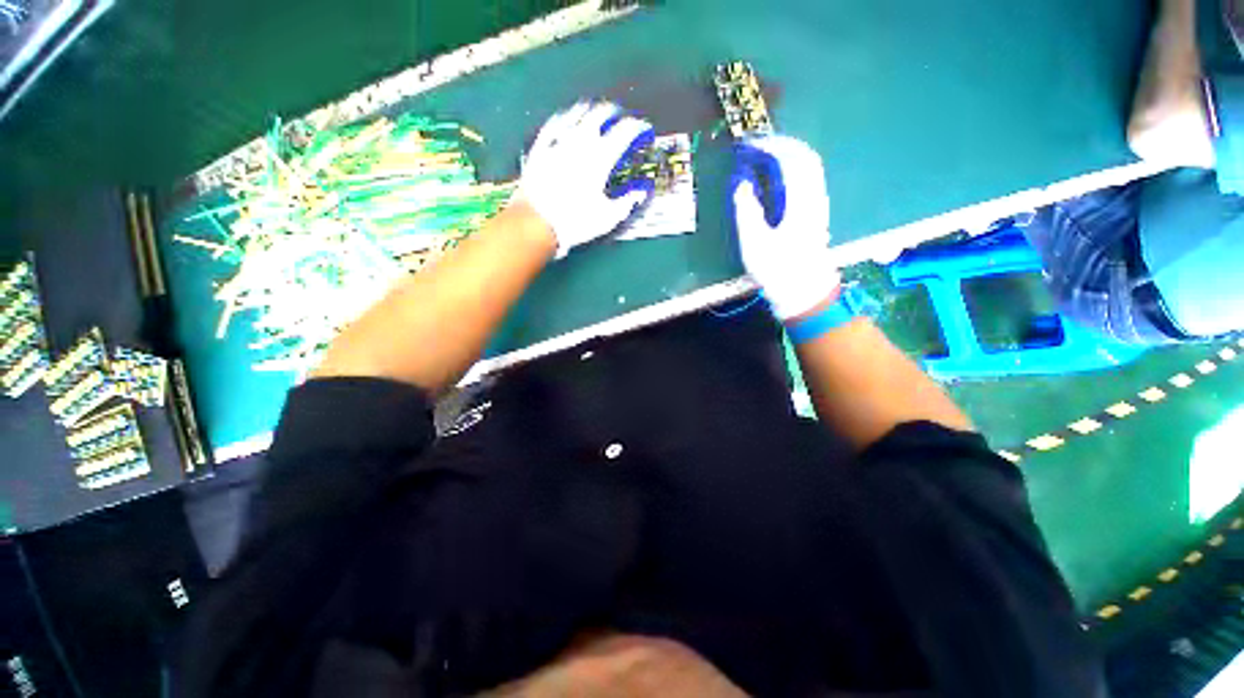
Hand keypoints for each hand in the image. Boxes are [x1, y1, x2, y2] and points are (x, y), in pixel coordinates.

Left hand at [517, 101, 655, 257]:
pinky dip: (565, 119)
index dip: (638, 128)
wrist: (537, 223)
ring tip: (597, 116)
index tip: (644, 131)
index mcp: (601, 157)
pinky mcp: (540, 148)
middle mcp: (581, 142)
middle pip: (602, 114)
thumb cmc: (576, 221)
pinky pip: (554, 124)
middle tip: (622, 120)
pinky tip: (566, 121)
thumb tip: (641, 193)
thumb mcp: (608, 217)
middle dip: (616, 114)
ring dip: (591, 111)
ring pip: (577, 113)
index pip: (626, 131)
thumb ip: (627, 202)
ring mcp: (558, 142)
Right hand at [732, 135, 840, 319]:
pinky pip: (808, 182)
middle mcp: (815, 198)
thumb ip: (747, 210)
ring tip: (766, 158)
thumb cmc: (777, 270)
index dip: (773, 146)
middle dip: (784, 146)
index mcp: (801, 201)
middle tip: (760, 146)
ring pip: (810, 170)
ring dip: (790, 157)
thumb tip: (742, 185)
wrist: (803, 293)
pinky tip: (778, 180)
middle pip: (807, 159)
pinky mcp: (816, 216)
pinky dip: (793, 172)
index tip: (753, 144)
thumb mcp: (754, 243)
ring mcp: (818, 207)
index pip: (793, 160)